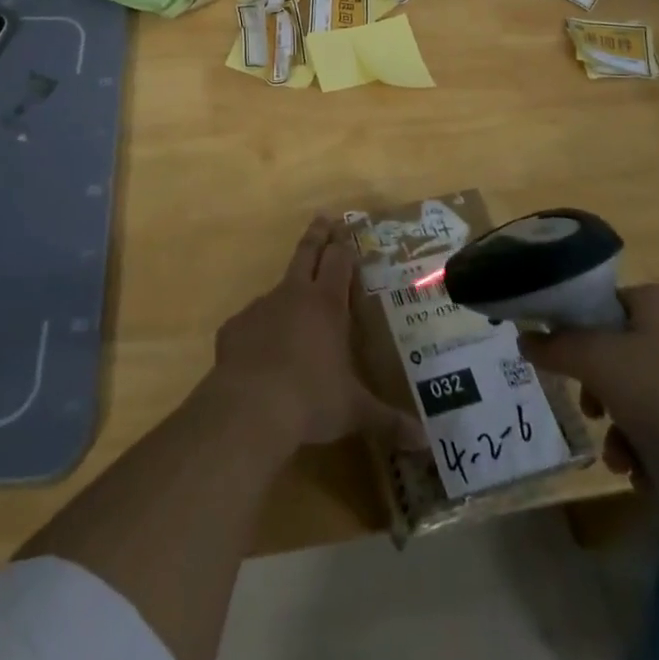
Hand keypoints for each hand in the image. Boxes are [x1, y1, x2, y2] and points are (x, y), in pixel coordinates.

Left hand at [208, 217, 423, 452]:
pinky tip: (262, 352)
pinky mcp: (234, 328)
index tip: (345, 229)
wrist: (250, 408)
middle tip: (322, 218)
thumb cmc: (311, 400)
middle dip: (317, 236)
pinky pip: (251, 323)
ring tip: (294, 306)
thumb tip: (425, 442)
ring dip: (288, 291)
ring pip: (277, 289)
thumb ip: (388, 421)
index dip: (343, 245)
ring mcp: (260, 308)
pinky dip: (259, 330)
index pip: (338, 262)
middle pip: (306, 254)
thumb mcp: (354, 412)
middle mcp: (293, 296)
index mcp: (327, 305)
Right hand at [520, 284, 658, 534]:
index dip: (569, 335)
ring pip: (638, 392)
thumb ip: (556, 347)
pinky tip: (646, 475)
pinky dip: (650, 445)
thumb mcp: (602, 365)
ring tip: (620, 460)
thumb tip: (524, 338)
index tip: (556, 368)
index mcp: (654, 300)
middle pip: (613, 352)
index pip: (593, 305)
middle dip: (596, 391)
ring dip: (620, 427)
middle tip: (590, 414)